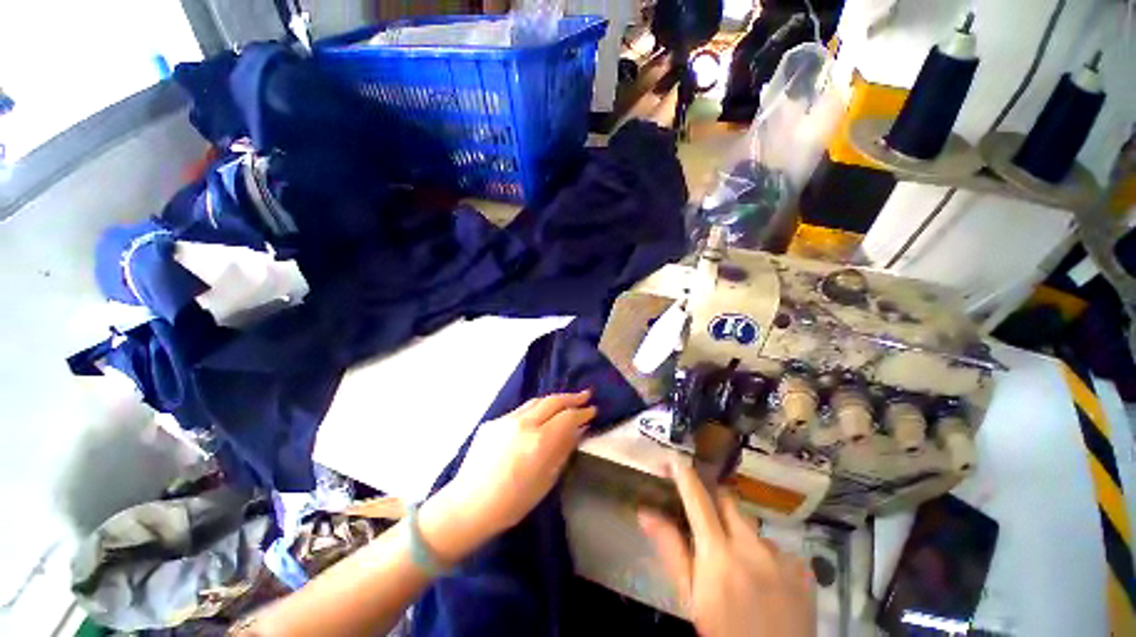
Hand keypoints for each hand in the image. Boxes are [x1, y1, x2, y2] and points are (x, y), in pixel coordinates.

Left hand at [419, 391, 595, 562]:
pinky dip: (535, 409)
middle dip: (572, 397)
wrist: (468, 505)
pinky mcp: (493, 421)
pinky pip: (520, 411)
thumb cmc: (512, 502)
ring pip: (536, 401)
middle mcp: (523, 423)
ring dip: (554, 399)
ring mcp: (506, 420)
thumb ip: (562, 450)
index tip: (592, 410)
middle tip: (585, 396)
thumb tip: (577, 430)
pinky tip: (539, 416)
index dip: (582, 412)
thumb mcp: (546, 480)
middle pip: (553, 401)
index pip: (567, 417)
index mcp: (539, 441)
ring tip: (566, 400)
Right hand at [639, 458, 815, 636]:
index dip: (685, 477)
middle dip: (715, 502)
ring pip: (752, 527)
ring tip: (740, 567)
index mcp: (719, 555)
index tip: (675, 459)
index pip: (698, 501)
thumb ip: (671, 550)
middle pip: (729, 503)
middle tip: (706, 520)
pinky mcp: (804, 569)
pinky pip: (777, 549)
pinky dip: (765, 557)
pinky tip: (765, 582)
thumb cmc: (723, 632)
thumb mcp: (691, 597)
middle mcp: (753, 547)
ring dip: (740, 535)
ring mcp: (783, 557)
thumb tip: (645, 512)